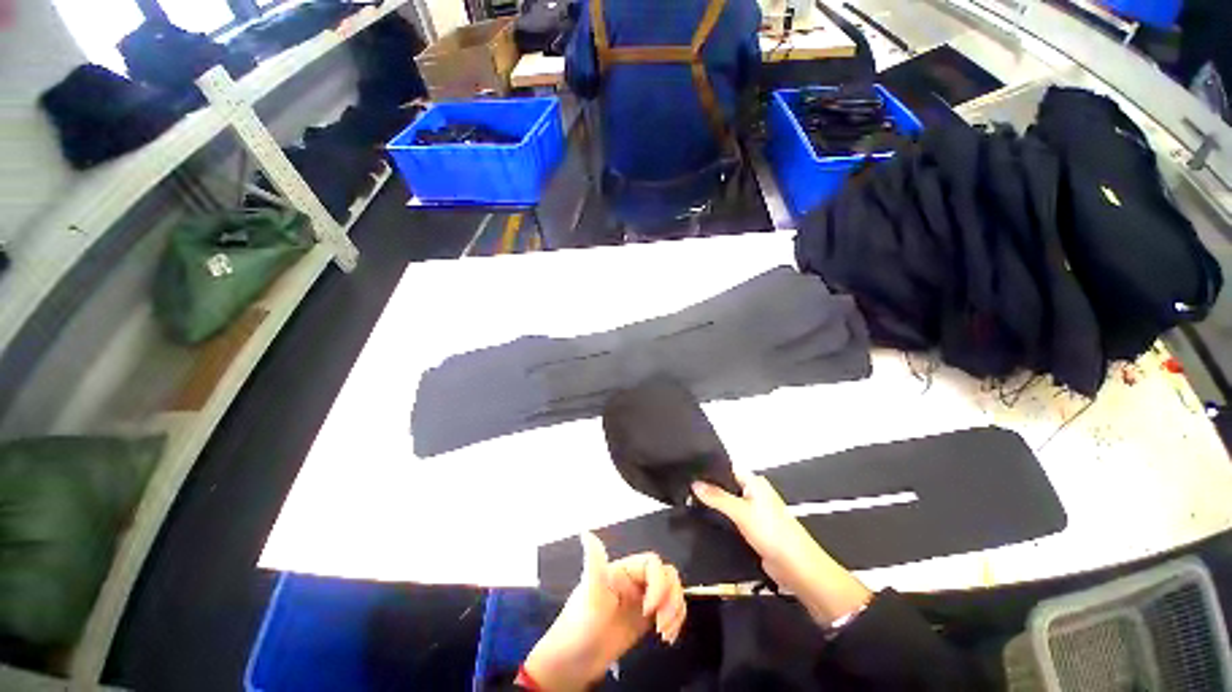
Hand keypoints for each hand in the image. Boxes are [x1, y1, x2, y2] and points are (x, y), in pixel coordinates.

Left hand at [523, 533, 685, 690]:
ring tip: (665, 633)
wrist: (574, 662)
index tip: (649, 609)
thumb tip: (586, 533)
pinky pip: (671, 610)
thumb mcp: (589, 594)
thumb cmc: (580, 625)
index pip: (653, 564)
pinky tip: (668, 637)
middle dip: (671, 598)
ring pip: (673, 591)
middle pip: (667, 576)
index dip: (658, 584)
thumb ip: (594, 562)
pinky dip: (676, 621)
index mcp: (624, 570)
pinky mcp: (646, 618)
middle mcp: (635, 581)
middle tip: (661, 624)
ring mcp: (642, 599)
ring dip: (676, 610)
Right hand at [692, 472, 870, 626]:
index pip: (727, 469)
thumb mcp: (741, 512)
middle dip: (708, 489)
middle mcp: (754, 493)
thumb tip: (695, 483)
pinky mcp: (752, 530)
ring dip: (713, 506)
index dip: (709, 470)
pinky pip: (732, 520)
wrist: (797, 569)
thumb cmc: (772, 533)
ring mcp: (753, 512)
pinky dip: (720, 520)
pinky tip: (704, 520)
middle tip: (684, 489)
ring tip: (688, 502)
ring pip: (728, 504)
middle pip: (726, 486)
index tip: (688, 471)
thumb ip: (717, 497)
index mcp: (754, 482)